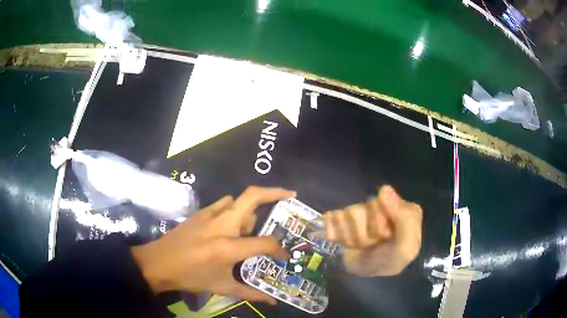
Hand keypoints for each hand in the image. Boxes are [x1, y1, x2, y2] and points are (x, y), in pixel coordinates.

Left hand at [131, 186, 295, 303]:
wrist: (158, 263)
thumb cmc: (191, 277)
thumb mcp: (222, 287)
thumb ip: (250, 294)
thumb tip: (273, 301)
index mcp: (229, 247)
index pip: (265, 242)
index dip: (279, 250)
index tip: (284, 257)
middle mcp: (223, 225)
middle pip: (252, 197)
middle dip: (275, 192)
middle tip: (290, 195)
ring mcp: (210, 215)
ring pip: (238, 200)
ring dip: (251, 208)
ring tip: (254, 225)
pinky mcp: (200, 212)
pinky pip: (224, 203)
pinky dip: (234, 208)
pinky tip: (232, 222)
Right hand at [322, 185, 422, 276]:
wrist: (366, 279)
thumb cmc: (389, 261)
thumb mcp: (406, 248)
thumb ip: (405, 218)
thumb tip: (384, 188)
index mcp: (400, 207)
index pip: (381, 202)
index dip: (381, 226)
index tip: (388, 238)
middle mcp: (380, 205)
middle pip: (362, 209)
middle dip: (365, 235)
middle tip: (373, 244)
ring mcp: (360, 211)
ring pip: (347, 214)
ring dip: (352, 238)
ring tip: (362, 245)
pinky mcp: (342, 218)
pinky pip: (331, 218)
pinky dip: (335, 234)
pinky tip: (344, 241)